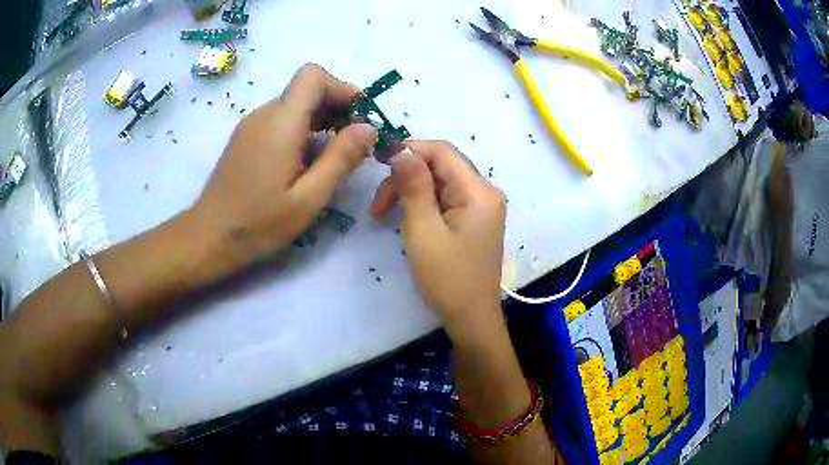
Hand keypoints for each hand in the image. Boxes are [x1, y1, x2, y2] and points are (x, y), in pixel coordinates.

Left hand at [193, 64, 377, 265]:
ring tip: (337, 155)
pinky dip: (304, 130)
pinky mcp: (247, 139)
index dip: (342, 88)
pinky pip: (281, 120)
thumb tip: (369, 128)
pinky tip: (308, 162)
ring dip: (322, 120)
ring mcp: (252, 125)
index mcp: (280, 122)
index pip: (313, 76)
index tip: (361, 117)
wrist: (209, 237)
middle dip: (338, 107)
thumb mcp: (308, 198)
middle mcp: (264, 114)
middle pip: (307, 89)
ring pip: (295, 105)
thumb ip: (340, 158)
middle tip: (357, 142)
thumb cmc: (258, 223)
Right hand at [369, 141, 505, 334]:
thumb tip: (401, 150)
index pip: (442, 152)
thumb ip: (414, 187)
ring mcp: (481, 207)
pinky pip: (446, 200)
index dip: (410, 150)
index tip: (378, 163)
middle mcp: (485, 193)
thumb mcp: (423, 231)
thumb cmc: (447, 279)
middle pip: (441, 167)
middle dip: (406, 178)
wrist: (471, 318)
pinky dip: (423, 205)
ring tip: (384, 214)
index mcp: (479, 192)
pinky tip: (407, 220)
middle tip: (378, 205)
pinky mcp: (474, 220)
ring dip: (411, 193)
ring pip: (440, 183)